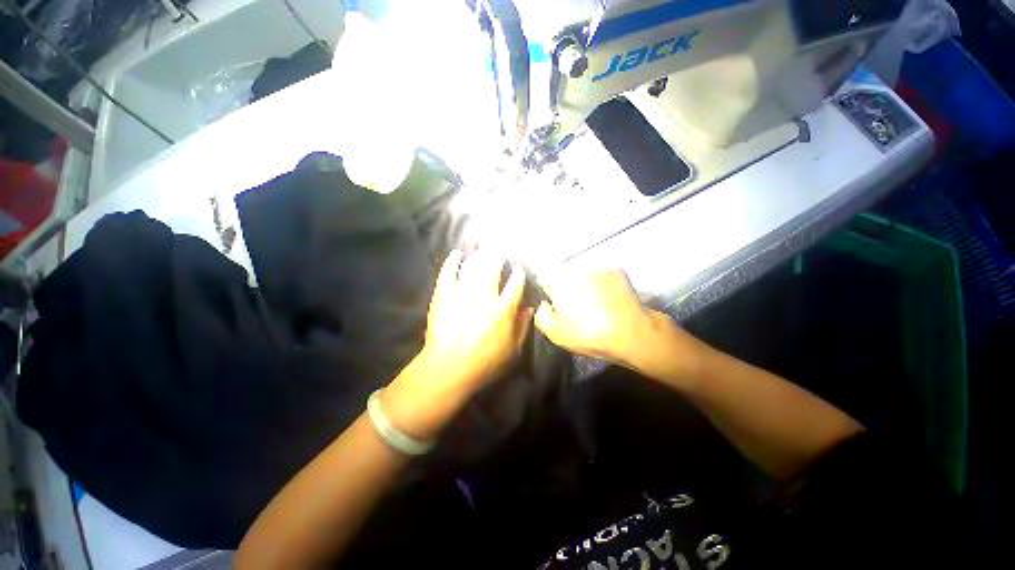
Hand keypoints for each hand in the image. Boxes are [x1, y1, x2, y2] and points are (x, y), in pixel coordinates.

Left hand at [382, 249, 531, 439]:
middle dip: (497, 257)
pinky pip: (448, 272)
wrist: (448, 368)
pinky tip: (456, 254)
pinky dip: (452, 262)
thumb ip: (523, 327)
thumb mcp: (512, 351)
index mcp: (503, 309)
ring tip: (482, 250)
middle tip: (499, 250)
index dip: (518, 274)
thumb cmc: (485, 363)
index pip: (515, 284)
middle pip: (492, 268)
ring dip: (479, 256)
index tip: (519, 268)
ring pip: (472, 266)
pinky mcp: (443, 294)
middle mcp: (484, 295)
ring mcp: (462, 293)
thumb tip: (529, 308)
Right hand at [534, 269, 700, 379]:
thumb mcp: (555, 333)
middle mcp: (575, 266)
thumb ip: (540, 314)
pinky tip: (606, 297)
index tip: (554, 305)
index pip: (542, 279)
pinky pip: (598, 273)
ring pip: (580, 271)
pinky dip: (598, 281)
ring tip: (591, 301)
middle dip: (564, 286)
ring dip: (580, 282)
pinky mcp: (615, 268)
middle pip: (561, 273)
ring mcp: (597, 265)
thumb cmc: (589, 333)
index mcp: (557, 280)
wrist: (632, 332)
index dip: (546, 293)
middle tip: (573, 306)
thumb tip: (543, 304)